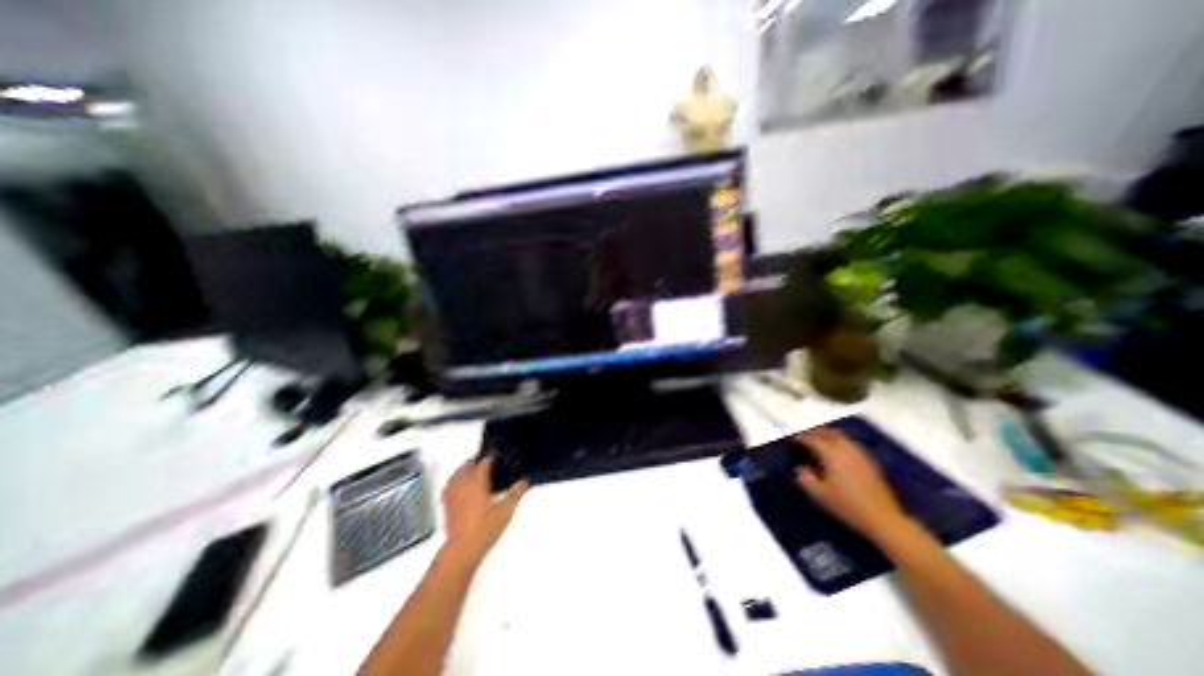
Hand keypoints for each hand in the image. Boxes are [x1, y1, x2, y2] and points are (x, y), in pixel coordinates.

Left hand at [439, 459, 522, 569]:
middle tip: (483, 461)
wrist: (462, 549)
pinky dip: (452, 482)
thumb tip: (524, 481)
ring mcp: (453, 495)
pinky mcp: (446, 506)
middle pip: (466, 467)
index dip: (490, 458)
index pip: (483, 464)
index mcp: (477, 482)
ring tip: (468, 469)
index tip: (496, 456)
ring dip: (462, 470)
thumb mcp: (506, 510)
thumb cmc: (485, 527)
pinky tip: (455, 486)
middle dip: (474, 461)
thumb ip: (516, 494)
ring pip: (455, 476)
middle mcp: (463, 485)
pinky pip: (447, 488)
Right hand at [796, 429, 908, 542]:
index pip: (813, 439)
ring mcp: (860, 454)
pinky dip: (839, 443)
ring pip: (841, 437)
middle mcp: (846, 449)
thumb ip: (805, 478)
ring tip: (819, 442)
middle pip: (828, 433)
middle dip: (815, 432)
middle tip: (804, 437)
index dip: (801, 438)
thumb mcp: (819, 494)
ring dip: (828, 436)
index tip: (792, 439)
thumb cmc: (847, 505)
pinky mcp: (869, 462)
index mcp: (832, 454)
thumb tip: (801, 467)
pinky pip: (850, 444)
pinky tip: (836, 452)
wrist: (884, 519)